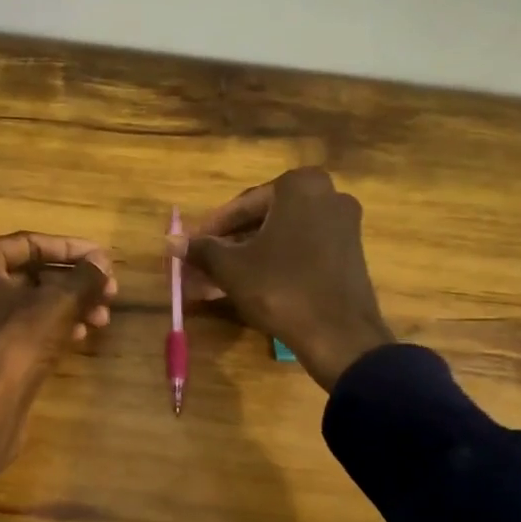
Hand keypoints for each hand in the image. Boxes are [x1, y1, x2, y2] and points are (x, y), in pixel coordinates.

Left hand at [0, 232, 115, 502]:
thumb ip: (84, 277)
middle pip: (32, 273)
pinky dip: (52, 326)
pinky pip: (23, 327)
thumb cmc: (14, 344)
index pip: (30, 243)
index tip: (105, 260)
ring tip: (103, 317)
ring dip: (69, 306)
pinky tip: (82, 334)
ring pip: (30, 303)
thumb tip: (102, 262)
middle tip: (109, 292)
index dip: (72, 249)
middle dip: (74, 282)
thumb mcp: (57, 304)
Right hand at [171, 167, 392, 390]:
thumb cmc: (281, 289)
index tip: (190, 246)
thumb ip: (201, 249)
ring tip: (217, 278)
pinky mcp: (349, 252)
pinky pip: (301, 248)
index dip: (211, 228)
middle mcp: (328, 195)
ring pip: (281, 235)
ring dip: (247, 254)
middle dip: (229, 242)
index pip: (242, 204)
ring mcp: (343, 224)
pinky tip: (248, 284)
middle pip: (263, 218)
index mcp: (300, 186)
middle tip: (202, 263)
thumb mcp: (232, 267)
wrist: (339, 336)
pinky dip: (274, 261)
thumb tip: (171, 241)